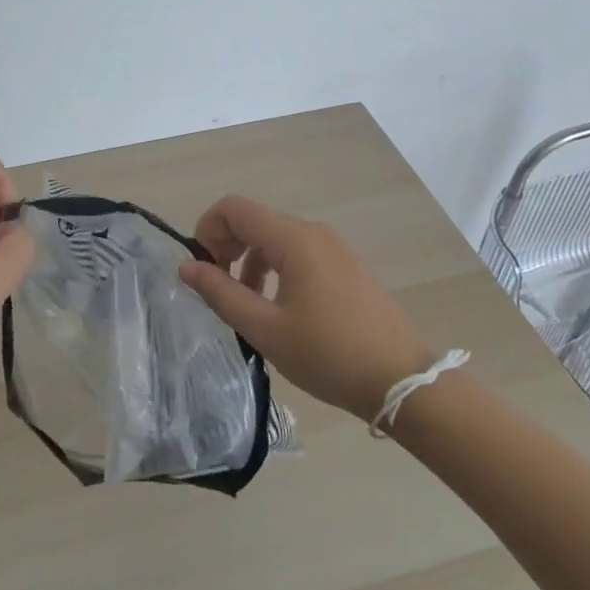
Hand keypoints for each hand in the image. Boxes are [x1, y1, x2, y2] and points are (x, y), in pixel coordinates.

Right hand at [178, 196, 432, 421]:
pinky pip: (298, 252)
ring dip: (249, 261)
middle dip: (226, 247)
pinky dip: (275, 269)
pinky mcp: (346, 266)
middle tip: (217, 289)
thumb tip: (186, 266)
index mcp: (294, 240)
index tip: (201, 270)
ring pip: (276, 238)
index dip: (207, 230)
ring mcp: (335, 248)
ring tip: (246, 304)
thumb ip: (220, 293)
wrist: (403, 380)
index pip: (234, 208)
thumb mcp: (265, 328)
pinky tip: (278, 308)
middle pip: (255, 220)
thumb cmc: (329, 354)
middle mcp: (314, 232)